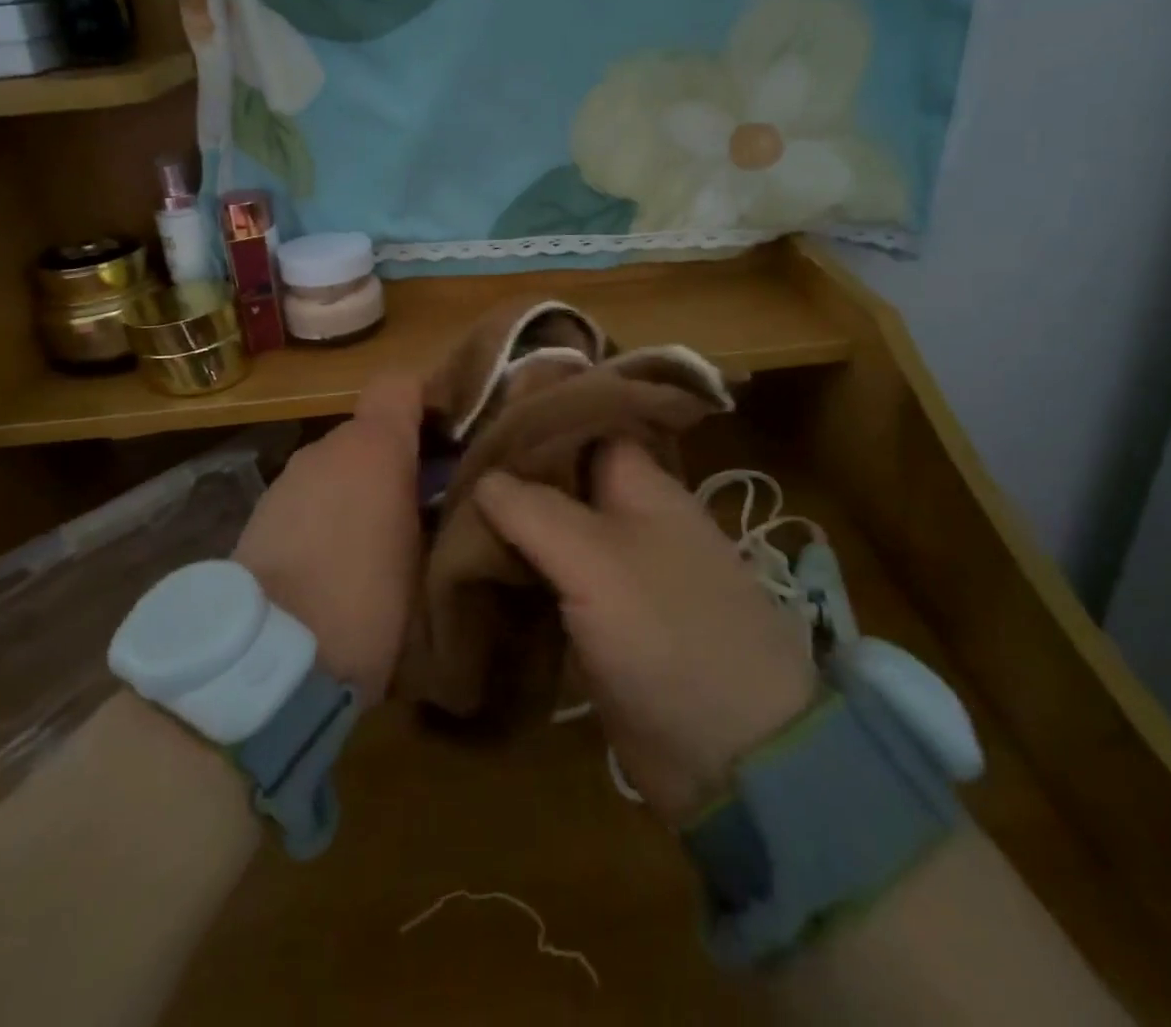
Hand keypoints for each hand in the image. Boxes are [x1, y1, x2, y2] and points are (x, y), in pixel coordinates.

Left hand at [232, 374, 422, 702]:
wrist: (271, 658)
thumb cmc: (369, 601)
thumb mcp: (427, 558)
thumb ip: (437, 511)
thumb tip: (443, 499)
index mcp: (374, 446)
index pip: (401, 384)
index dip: (426, 401)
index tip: (449, 435)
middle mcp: (325, 448)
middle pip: (368, 433)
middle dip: (394, 460)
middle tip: (422, 504)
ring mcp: (287, 481)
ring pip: (336, 468)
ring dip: (358, 490)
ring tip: (378, 543)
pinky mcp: (258, 515)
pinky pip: (308, 498)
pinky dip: (325, 515)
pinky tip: (333, 563)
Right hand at [474, 443, 817, 824]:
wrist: (730, 755)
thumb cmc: (669, 633)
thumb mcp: (596, 560)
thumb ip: (534, 510)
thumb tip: (483, 477)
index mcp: (639, 485)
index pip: (581, 424)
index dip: (531, 416)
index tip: (474, 416)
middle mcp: (626, 518)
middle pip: (557, 480)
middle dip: (505, 475)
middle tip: (444, 470)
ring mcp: (613, 571)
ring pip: (548, 532)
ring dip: (503, 528)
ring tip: (441, 515)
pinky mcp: (598, 619)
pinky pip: (548, 580)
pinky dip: (513, 573)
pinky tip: (467, 568)